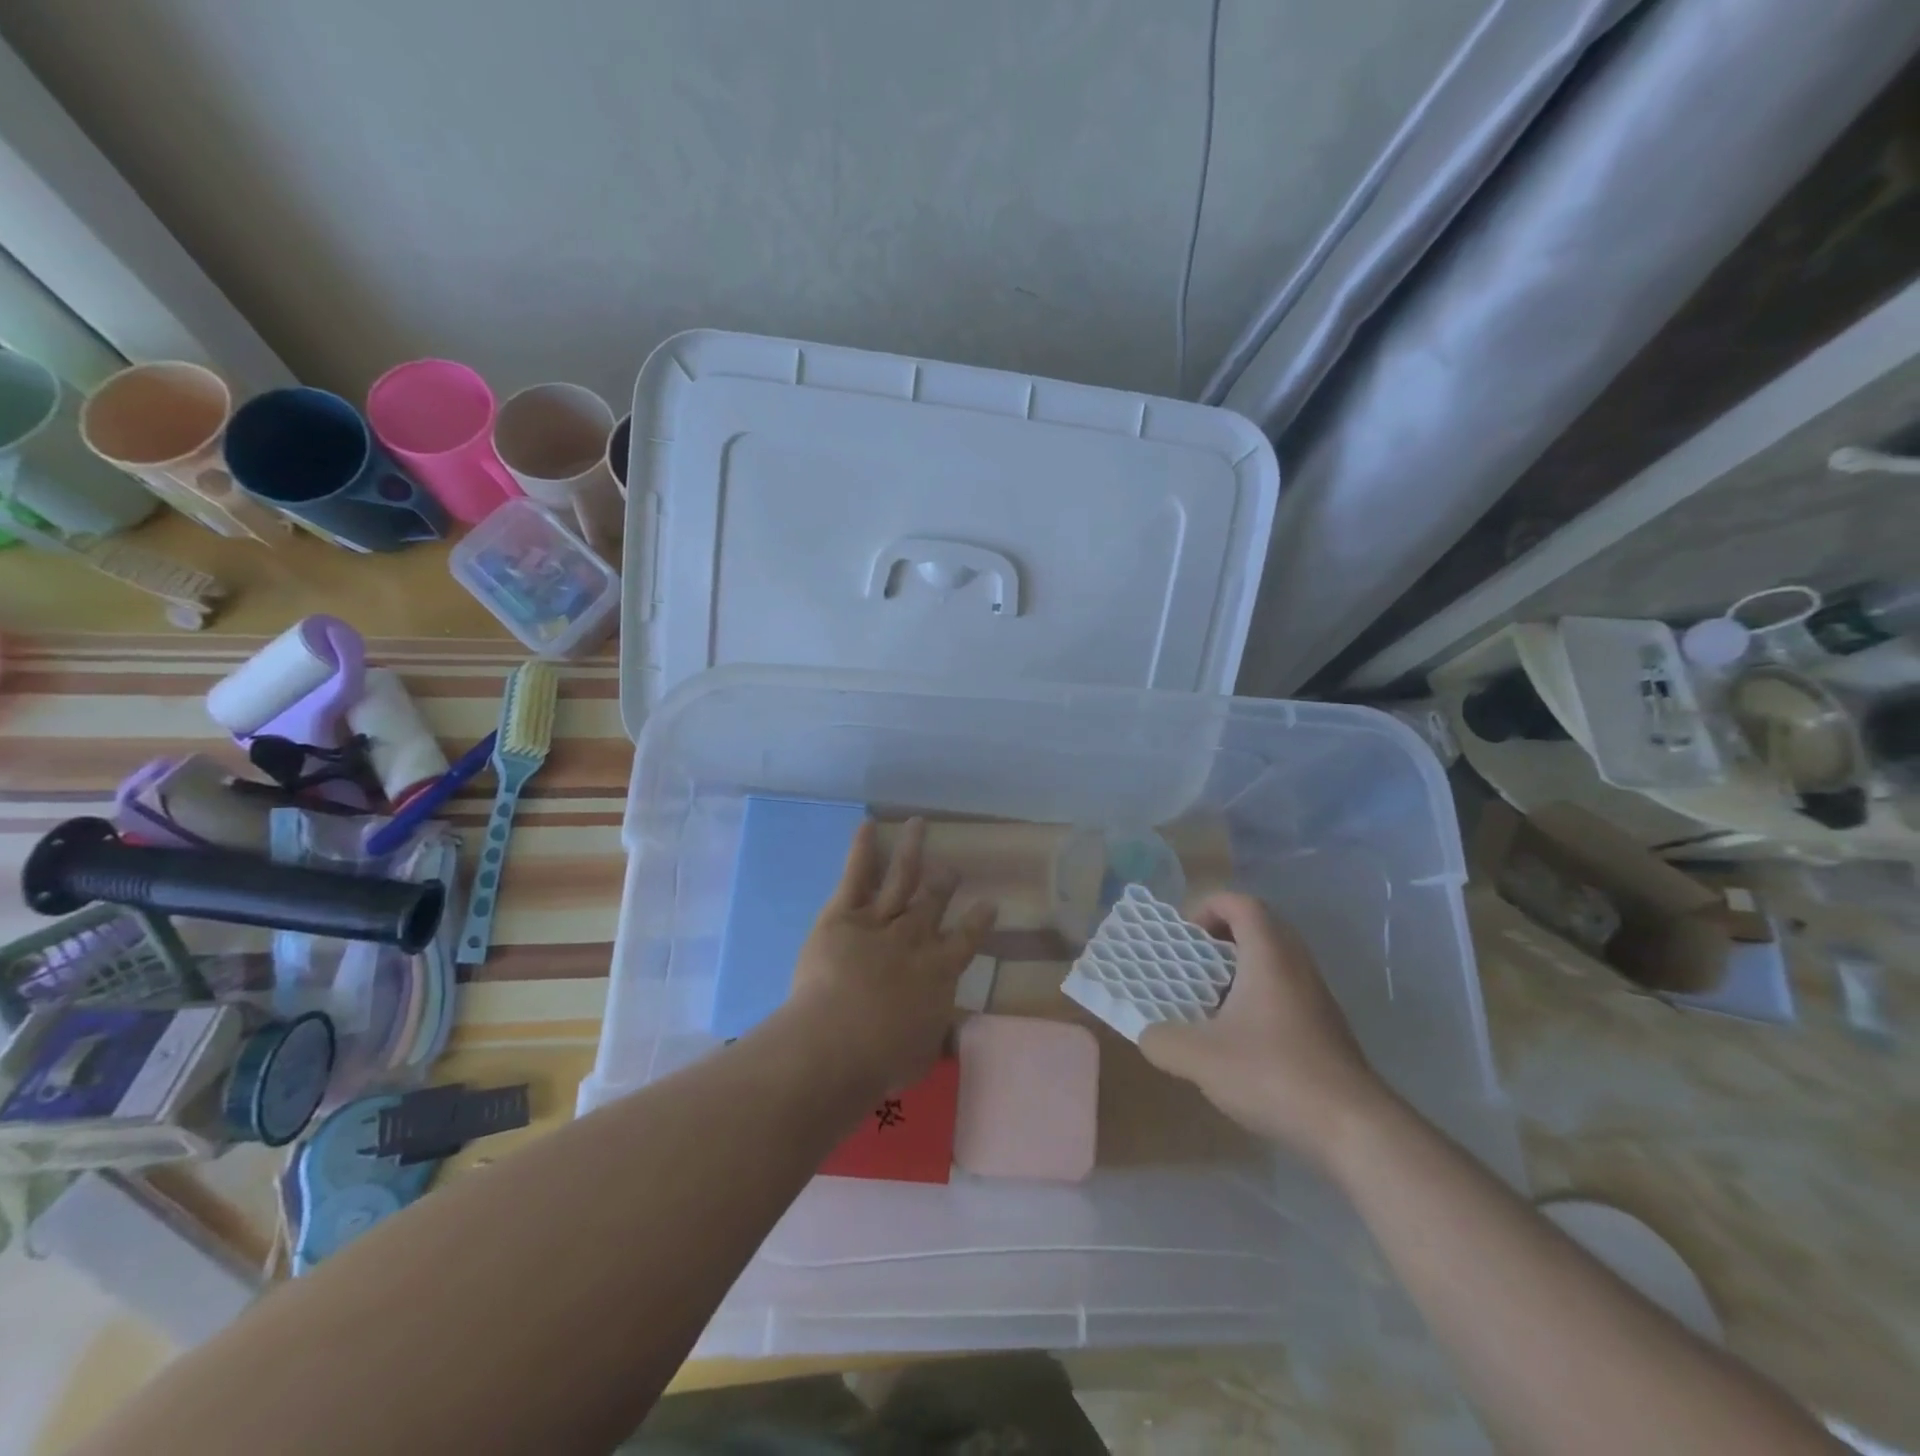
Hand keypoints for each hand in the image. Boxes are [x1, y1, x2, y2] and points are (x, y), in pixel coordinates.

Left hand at [785, 818, 996, 1091]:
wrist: (838, 1041)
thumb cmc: (882, 1059)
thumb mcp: (923, 1055)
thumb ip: (938, 1038)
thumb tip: (952, 1035)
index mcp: (939, 971)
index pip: (966, 940)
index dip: (978, 921)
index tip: (989, 904)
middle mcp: (915, 937)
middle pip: (933, 902)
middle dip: (944, 883)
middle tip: (951, 870)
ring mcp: (880, 921)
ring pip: (902, 876)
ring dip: (912, 849)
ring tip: (919, 824)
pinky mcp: (843, 914)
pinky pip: (857, 875)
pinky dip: (863, 849)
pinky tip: (868, 825)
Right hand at [1139, 892, 1391, 1169]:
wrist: (1354, 1128)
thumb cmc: (1274, 1074)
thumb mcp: (1201, 1059)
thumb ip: (1163, 1040)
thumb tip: (1148, 1034)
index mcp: (1269, 955)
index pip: (1241, 903)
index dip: (1208, 907)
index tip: (1183, 935)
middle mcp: (1297, 965)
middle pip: (1259, 927)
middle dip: (1220, 938)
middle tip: (1191, 963)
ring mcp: (1316, 996)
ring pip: (1273, 961)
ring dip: (1238, 970)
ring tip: (1208, 1001)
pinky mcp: (1325, 1027)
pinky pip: (1285, 991)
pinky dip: (1257, 997)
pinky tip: (1238, 1038)